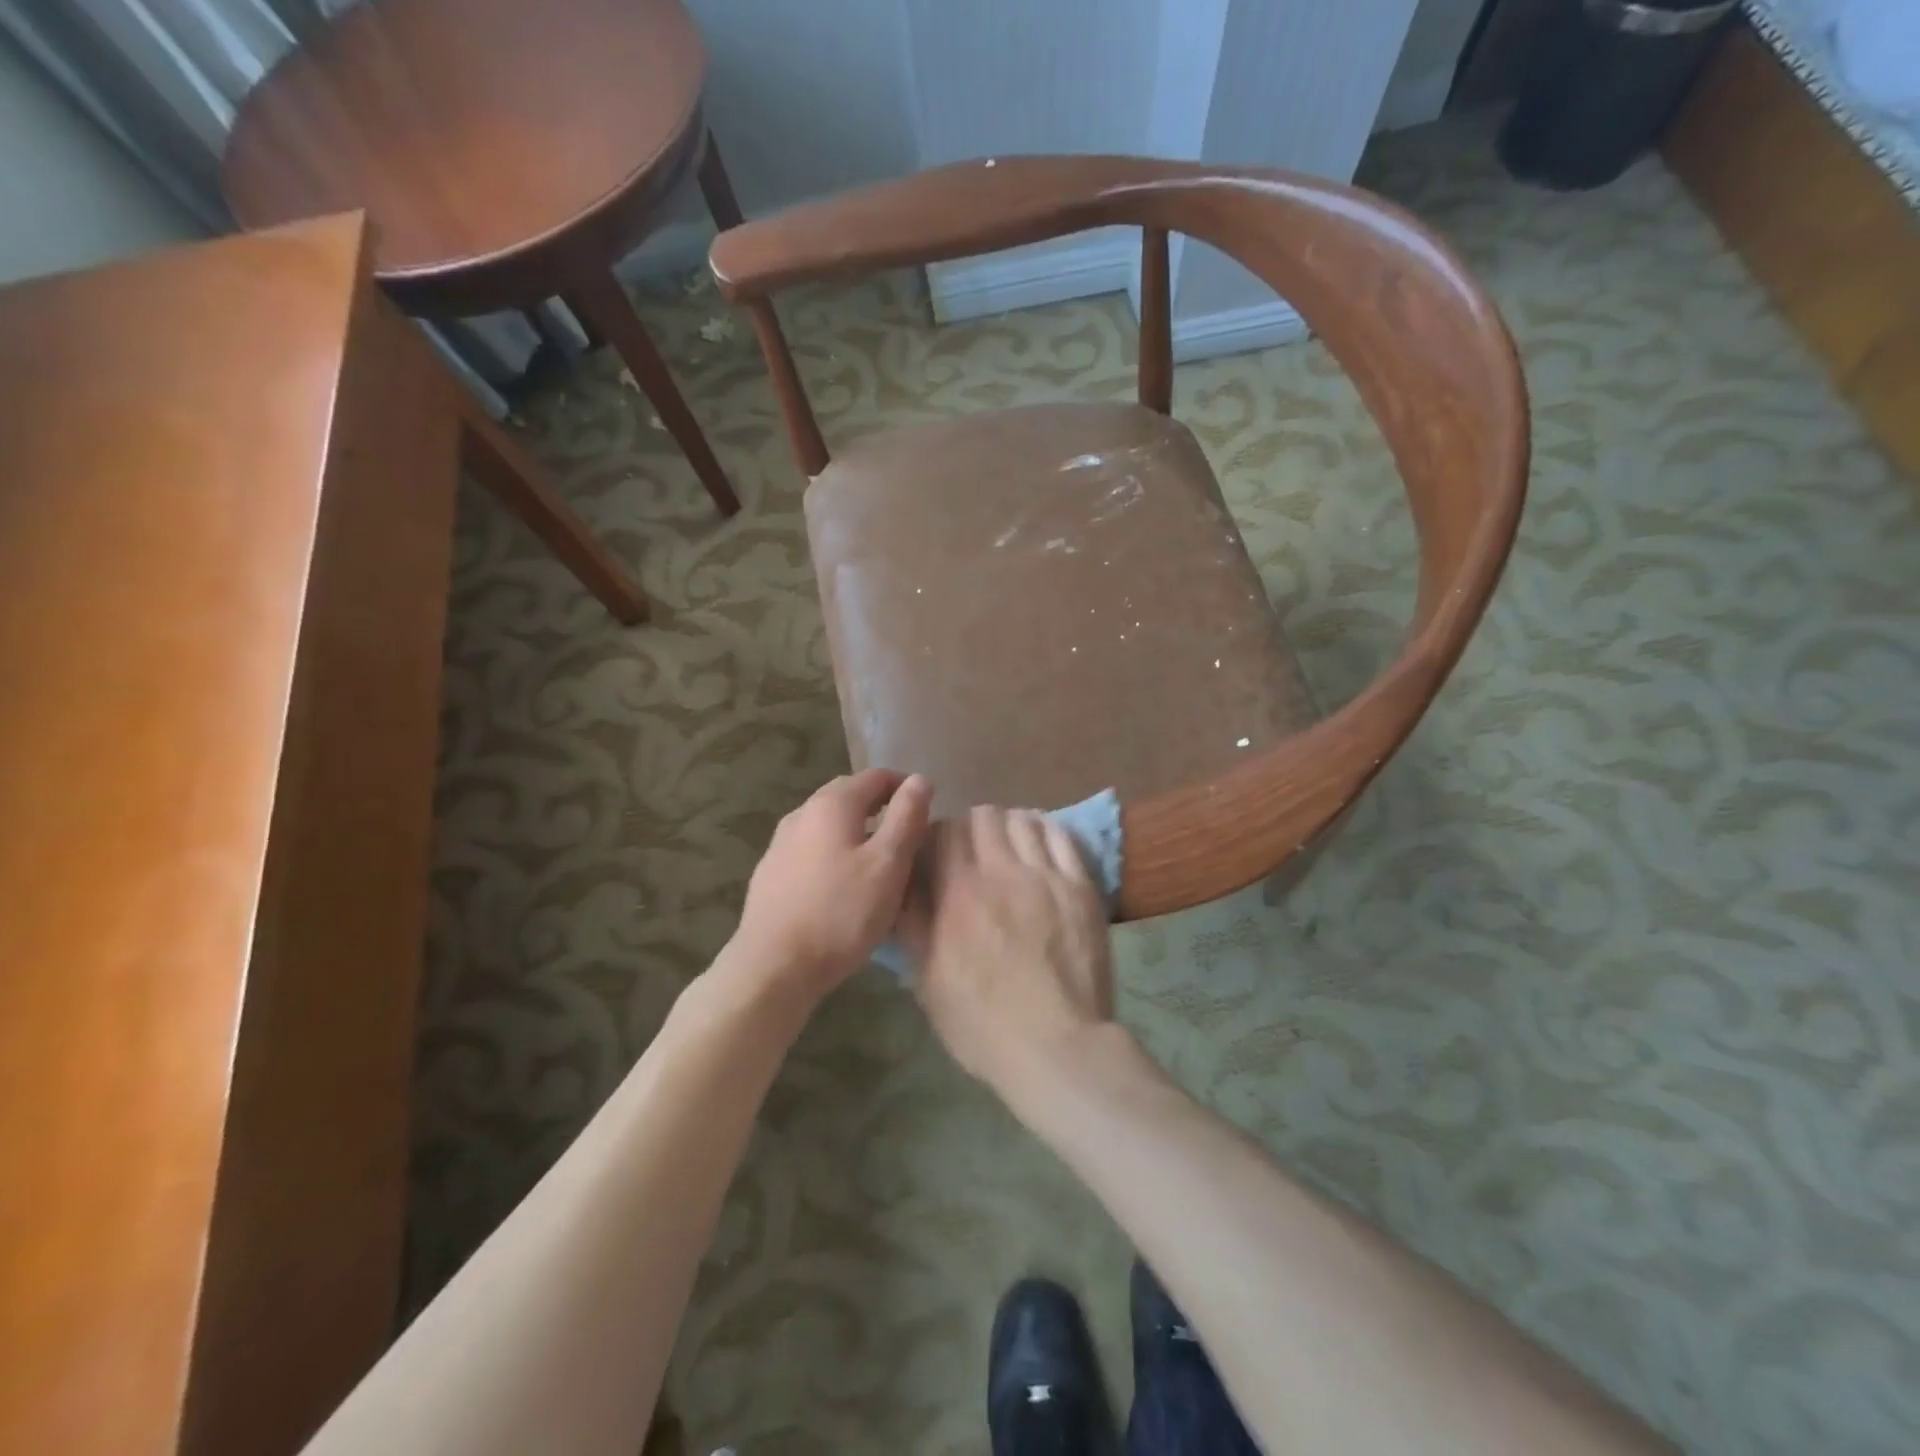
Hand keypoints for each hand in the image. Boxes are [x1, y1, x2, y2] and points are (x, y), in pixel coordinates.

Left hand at [732, 768, 932, 999]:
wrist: (773, 968)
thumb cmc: (840, 913)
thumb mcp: (888, 864)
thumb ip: (906, 817)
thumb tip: (919, 779)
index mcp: (831, 804)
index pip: (875, 776)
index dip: (904, 786)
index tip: (927, 809)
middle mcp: (801, 814)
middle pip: (847, 796)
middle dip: (879, 806)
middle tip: (906, 834)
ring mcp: (780, 844)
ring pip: (827, 825)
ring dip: (855, 832)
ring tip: (878, 862)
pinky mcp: (770, 874)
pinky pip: (811, 850)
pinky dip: (834, 854)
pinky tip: (842, 886)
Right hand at [901, 806, 1114, 1089]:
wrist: (1055, 1047)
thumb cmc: (981, 1022)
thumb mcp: (927, 978)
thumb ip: (913, 921)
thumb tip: (904, 881)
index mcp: (959, 891)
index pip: (944, 830)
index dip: (938, 836)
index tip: (937, 856)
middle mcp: (1002, 870)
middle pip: (984, 816)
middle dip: (972, 828)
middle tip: (973, 853)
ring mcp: (1046, 875)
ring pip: (1023, 819)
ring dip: (1008, 826)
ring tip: (1007, 848)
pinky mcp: (1080, 886)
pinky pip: (1061, 836)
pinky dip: (1045, 830)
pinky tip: (1039, 844)